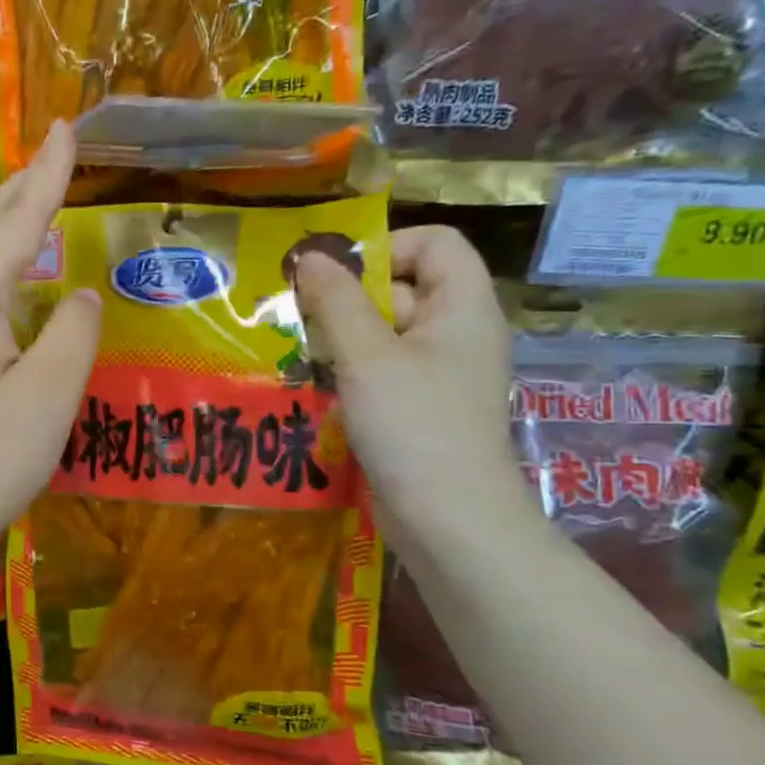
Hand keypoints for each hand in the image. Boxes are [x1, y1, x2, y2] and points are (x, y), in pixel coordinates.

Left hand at [0, 123, 99, 599]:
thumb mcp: (47, 396)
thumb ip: (73, 335)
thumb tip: (82, 295)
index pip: (18, 221)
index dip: (47, 175)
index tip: (66, 127)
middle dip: (21, 188)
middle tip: (53, 155)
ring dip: (4, 223)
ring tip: (33, 203)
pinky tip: (8, 282)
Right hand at [294, 226, 530, 546]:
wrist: (449, 521)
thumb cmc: (414, 425)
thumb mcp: (366, 355)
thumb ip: (336, 299)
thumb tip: (309, 256)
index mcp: (463, 306)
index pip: (435, 242)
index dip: (386, 248)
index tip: (336, 277)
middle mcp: (456, 332)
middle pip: (402, 286)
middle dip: (348, 298)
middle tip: (302, 320)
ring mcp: (439, 373)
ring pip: (385, 332)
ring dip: (341, 337)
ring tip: (302, 355)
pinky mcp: (420, 407)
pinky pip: (383, 369)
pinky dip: (351, 371)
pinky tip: (318, 387)